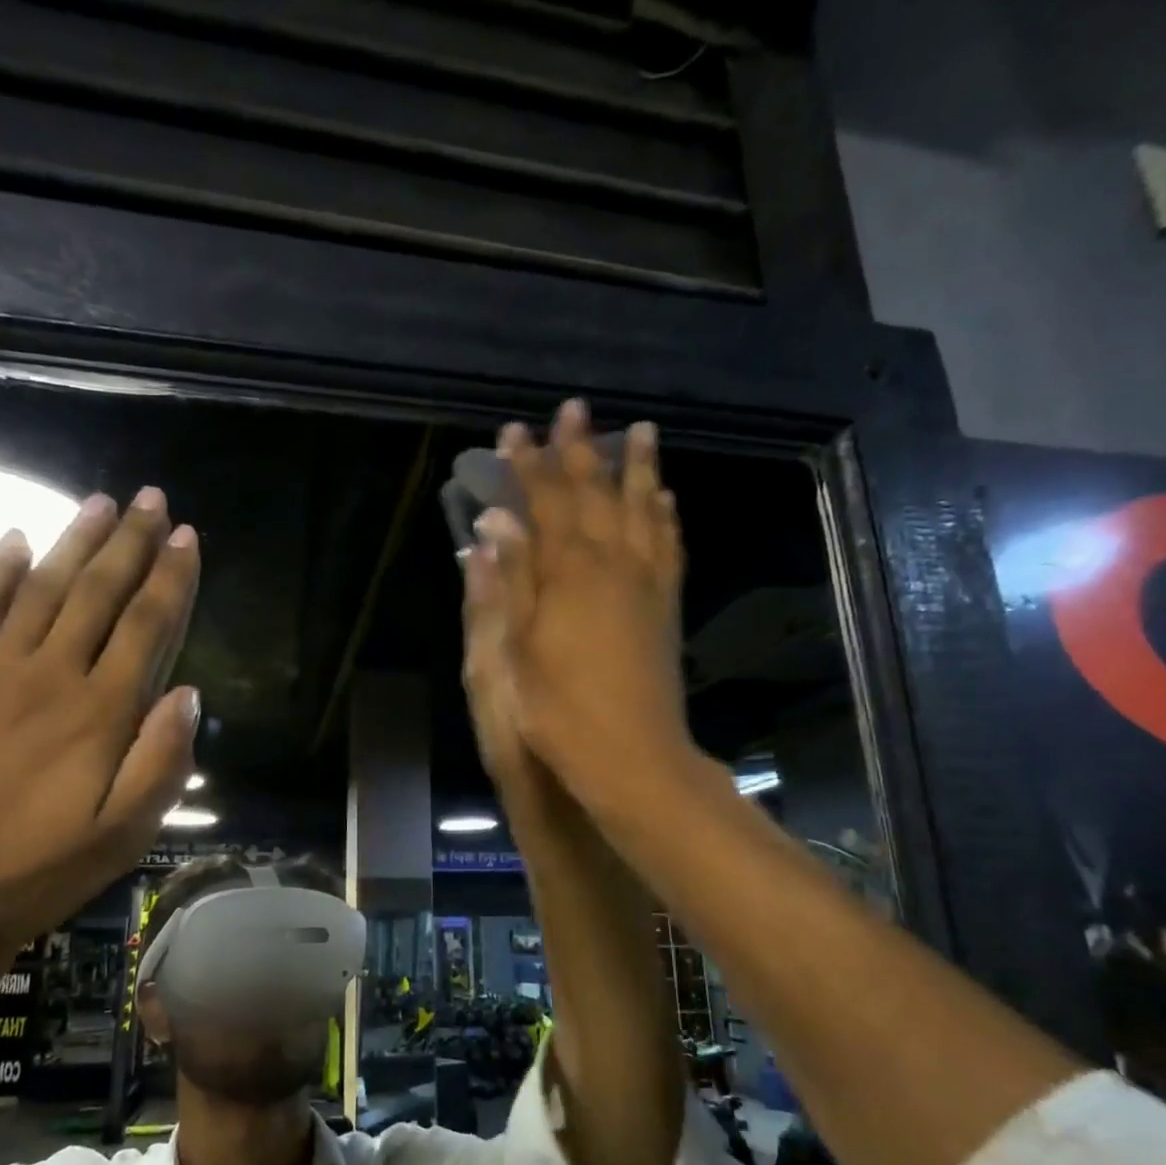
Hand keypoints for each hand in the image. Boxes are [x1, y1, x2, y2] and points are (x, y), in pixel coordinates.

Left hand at [0, 487, 200, 959]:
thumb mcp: (121, 836)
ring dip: (73, 542)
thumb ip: (161, 762)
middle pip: (99, 593)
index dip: (172, 578)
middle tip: (151, 499)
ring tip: (98, 503)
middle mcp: (52, 675)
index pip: (148, 626)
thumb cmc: (29, 870)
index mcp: (102, 712)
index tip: (187, 536)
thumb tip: (188, 694)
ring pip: (41, 588)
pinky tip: (12, 539)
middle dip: (130, 542)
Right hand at [467, 399, 688, 819]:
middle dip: (580, 451)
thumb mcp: (516, 650)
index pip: (546, 503)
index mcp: (568, 573)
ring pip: (643, 510)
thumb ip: (510, 581)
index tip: (514, 431)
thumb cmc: (558, 709)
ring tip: (640, 431)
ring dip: (638, 469)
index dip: (528, 466)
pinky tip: (665, 500)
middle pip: (596, 494)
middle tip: (574, 409)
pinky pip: (670, 546)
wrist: (632, 755)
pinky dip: (666, 516)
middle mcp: (612, 564)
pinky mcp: (666, 606)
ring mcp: (647, 583)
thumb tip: (496, 524)